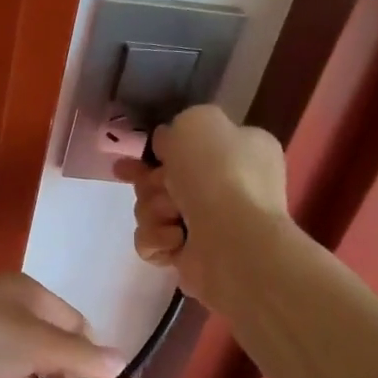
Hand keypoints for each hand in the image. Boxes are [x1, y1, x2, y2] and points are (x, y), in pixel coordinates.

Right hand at [112, 104, 287, 302]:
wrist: (233, 239)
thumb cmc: (220, 173)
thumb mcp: (197, 121)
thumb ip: (177, 126)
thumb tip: (166, 146)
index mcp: (240, 150)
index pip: (191, 145)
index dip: (160, 149)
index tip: (137, 155)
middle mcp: (229, 186)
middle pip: (164, 178)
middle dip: (151, 182)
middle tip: (157, 186)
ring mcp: (211, 224)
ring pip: (153, 209)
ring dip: (153, 210)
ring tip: (172, 215)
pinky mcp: (192, 256)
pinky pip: (153, 241)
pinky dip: (157, 238)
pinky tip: (174, 238)